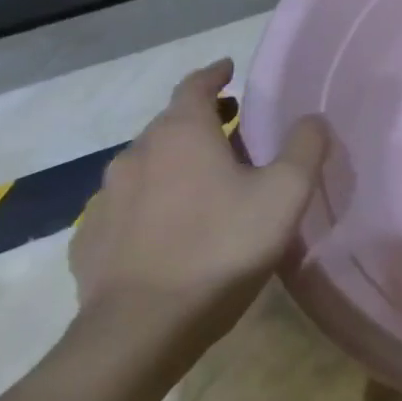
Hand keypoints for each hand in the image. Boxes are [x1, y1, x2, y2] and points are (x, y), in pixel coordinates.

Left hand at [70, 60, 330, 351]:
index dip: (214, 74)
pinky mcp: (90, 241)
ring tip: (207, 180)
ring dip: (177, 161)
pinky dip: (153, 200)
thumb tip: (311, 119)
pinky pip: (128, 205)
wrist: (140, 331)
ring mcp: (106, 200)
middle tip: (234, 130)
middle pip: (170, 124)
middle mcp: (136, 156)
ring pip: (147, 164)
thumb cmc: (222, 247)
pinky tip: (172, 225)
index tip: (229, 69)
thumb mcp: (286, 193)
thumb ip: (305, 147)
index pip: (194, 86)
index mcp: (181, 135)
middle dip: (202, 120)